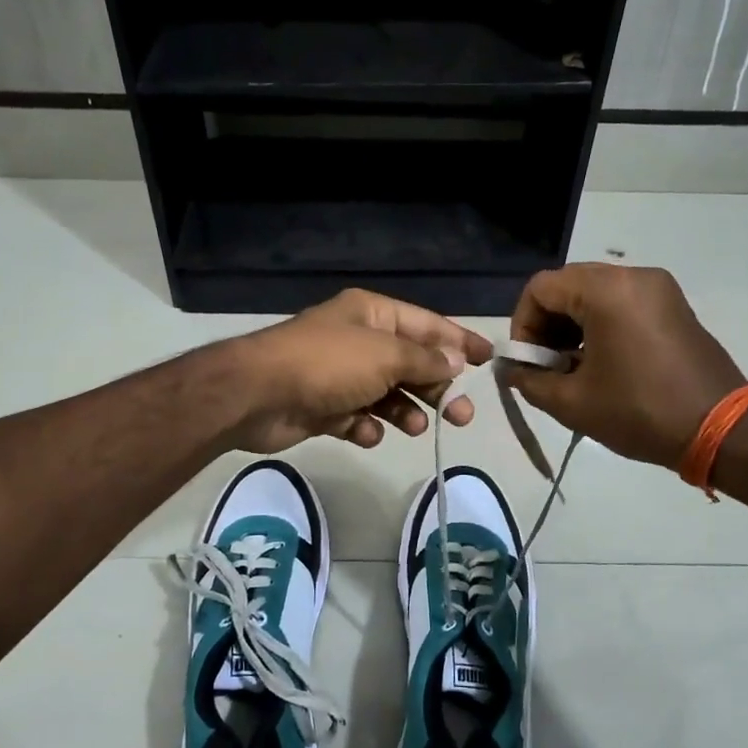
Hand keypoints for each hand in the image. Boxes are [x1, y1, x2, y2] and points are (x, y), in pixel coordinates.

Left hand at [229, 289, 494, 453]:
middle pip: (410, 363)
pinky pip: (359, 418)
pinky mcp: (325, 408)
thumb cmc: (328, 364)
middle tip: (462, 416)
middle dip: (436, 387)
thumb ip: (425, 361)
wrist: (258, 395)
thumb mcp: (386, 355)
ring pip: (387, 394)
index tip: (490, 359)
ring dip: (405, 411)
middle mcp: (359, 340)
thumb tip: (455, 362)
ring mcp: (340, 376)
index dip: (460, 341)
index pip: (427, 325)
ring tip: (414, 427)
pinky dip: (367, 427)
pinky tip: (366, 432)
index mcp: (373, 314)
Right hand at [506, 263, 745, 468]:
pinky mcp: (673, 305)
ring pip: (594, 293)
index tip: (527, 362)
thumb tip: (512, 370)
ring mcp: (658, 288)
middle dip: (546, 324)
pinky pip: (622, 302)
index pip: (541, 288)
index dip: (522, 324)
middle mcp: (633, 276)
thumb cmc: (639, 412)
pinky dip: (600, 324)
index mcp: (606, 291)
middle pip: (568, 285)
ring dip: (572, 325)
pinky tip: (601, 362)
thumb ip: (529, 380)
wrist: (721, 429)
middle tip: (545, 365)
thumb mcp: (572, 402)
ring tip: (572, 368)